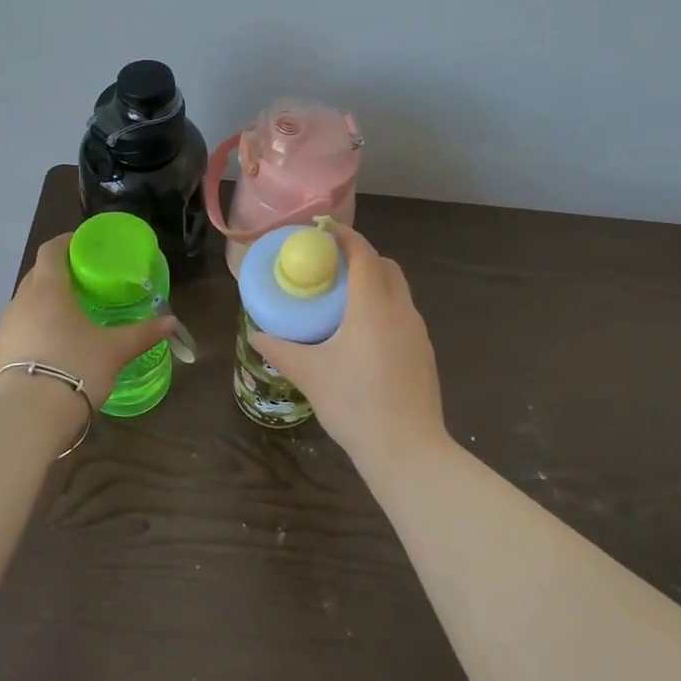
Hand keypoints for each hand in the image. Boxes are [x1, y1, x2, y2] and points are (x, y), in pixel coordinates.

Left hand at [0, 234, 175, 409]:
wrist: (27, 416)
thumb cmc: (75, 368)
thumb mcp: (115, 350)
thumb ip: (143, 333)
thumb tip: (170, 322)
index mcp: (48, 288)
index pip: (52, 250)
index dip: (68, 242)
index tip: (87, 245)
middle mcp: (22, 300)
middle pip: (39, 274)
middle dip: (61, 272)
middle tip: (87, 280)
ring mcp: (7, 326)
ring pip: (28, 301)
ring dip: (48, 300)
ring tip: (73, 312)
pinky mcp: (0, 351)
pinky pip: (22, 325)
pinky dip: (38, 324)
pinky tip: (56, 342)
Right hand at [249, 227, 447, 465]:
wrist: (408, 450)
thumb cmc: (355, 404)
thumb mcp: (310, 374)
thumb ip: (281, 350)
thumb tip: (256, 335)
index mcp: (373, 305)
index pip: (363, 253)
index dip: (344, 235)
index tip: (322, 231)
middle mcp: (401, 310)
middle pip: (386, 266)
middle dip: (361, 257)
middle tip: (331, 268)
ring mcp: (418, 332)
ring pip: (398, 292)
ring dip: (375, 284)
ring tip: (344, 302)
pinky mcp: (425, 354)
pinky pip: (404, 316)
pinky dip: (385, 309)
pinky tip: (364, 338)